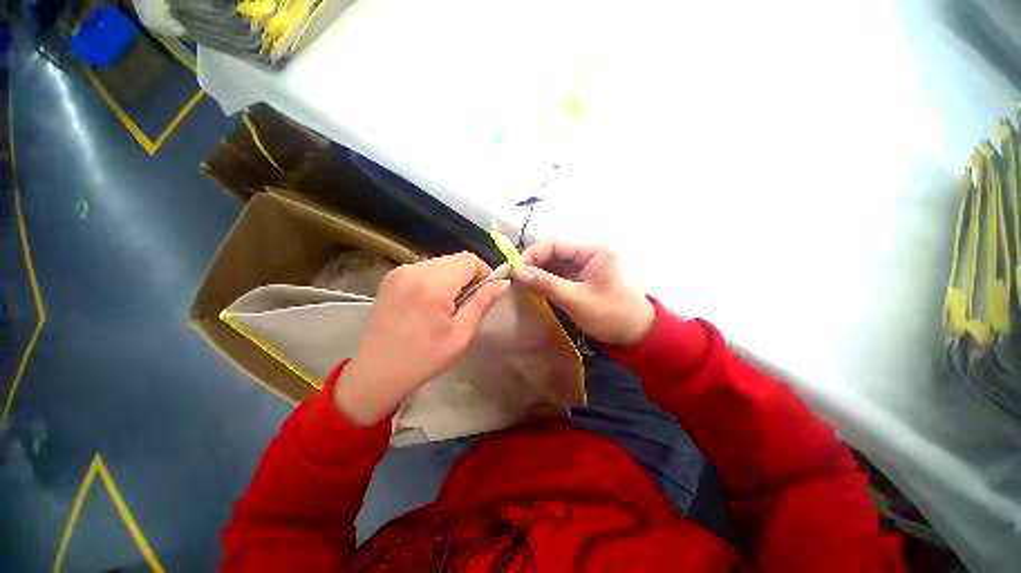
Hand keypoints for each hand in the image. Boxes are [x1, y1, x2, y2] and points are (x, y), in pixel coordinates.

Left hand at [334, 252, 508, 425]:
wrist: (375, 373)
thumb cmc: (422, 359)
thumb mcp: (460, 335)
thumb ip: (482, 303)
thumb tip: (503, 283)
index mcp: (433, 285)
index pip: (469, 260)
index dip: (484, 272)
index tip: (486, 293)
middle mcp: (414, 270)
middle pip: (455, 259)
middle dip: (469, 275)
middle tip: (468, 302)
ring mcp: (400, 272)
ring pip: (441, 262)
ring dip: (452, 277)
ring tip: (448, 304)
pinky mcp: (391, 277)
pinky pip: (425, 268)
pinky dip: (436, 279)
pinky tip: (431, 302)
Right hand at [513, 240, 653, 345]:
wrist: (637, 334)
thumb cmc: (611, 315)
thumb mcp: (576, 300)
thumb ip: (546, 284)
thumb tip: (517, 273)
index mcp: (594, 250)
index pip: (556, 243)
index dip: (533, 254)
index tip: (515, 269)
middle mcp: (589, 252)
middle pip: (554, 251)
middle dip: (534, 263)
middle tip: (515, 277)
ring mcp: (586, 265)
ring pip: (555, 262)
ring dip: (539, 271)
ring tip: (521, 283)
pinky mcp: (583, 277)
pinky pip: (560, 273)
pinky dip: (547, 279)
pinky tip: (534, 286)